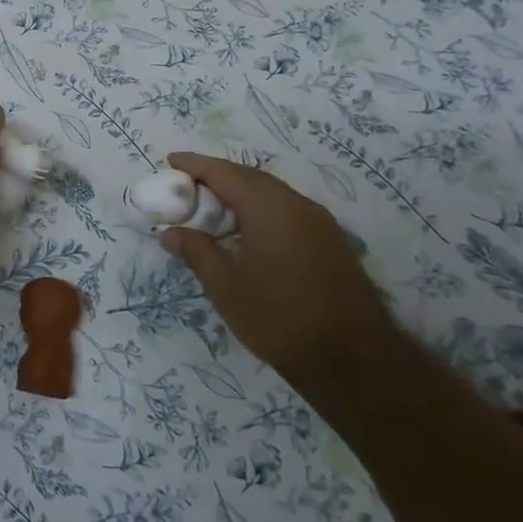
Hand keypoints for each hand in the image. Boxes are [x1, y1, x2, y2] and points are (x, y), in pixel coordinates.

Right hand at [157, 153, 396, 378]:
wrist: (353, 360)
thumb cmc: (278, 318)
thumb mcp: (225, 286)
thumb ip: (196, 251)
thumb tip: (170, 232)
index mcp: (269, 207)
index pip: (224, 172)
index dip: (194, 164)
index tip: (169, 161)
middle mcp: (297, 204)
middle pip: (250, 177)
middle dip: (216, 176)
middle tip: (185, 186)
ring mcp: (320, 222)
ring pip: (271, 193)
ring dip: (239, 193)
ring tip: (211, 208)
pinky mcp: (331, 241)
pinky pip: (287, 210)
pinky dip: (260, 209)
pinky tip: (246, 231)